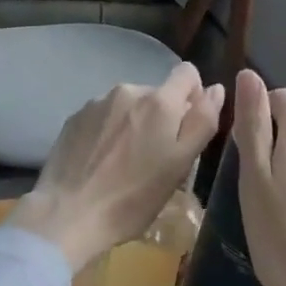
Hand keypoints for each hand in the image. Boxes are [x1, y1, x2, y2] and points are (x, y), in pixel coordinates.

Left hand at [8, 63, 224, 271]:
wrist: (68, 212)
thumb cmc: (133, 197)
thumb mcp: (180, 165)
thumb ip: (202, 122)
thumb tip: (216, 88)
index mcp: (159, 101)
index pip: (187, 73)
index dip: (194, 96)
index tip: (188, 128)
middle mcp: (128, 90)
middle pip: (157, 94)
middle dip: (163, 118)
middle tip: (156, 159)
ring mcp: (97, 102)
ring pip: (129, 106)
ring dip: (135, 124)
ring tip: (126, 163)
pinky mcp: (75, 116)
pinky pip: (104, 116)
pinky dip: (109, 132)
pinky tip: (102, 161)